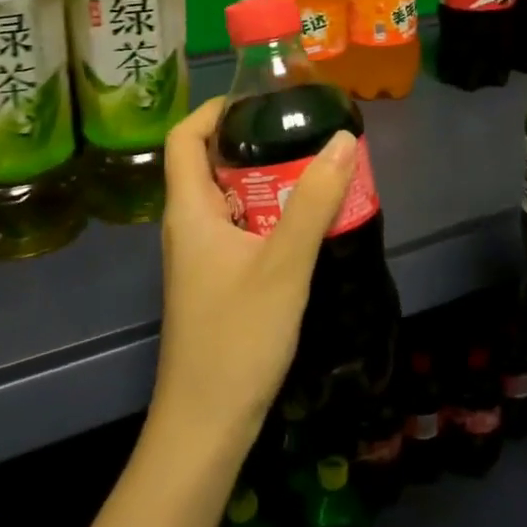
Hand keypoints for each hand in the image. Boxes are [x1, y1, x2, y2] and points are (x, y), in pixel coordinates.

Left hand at [151, 97, 359, 447]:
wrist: (206, 424)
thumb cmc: (237, 337)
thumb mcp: (283, 264)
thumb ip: (313, 201)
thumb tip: (343, 140)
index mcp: (189, 211)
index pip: (184, 138)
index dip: (214, 110)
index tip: (260, 101)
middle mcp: (188, 226)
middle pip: (210, 165)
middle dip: (256, 144)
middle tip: (304, 135)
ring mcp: (201, 256)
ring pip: (230, 200)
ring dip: (268, 182)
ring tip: (315, 171)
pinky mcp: (216, 280)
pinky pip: (241, 230)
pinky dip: (270, 215)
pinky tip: (307, 224)